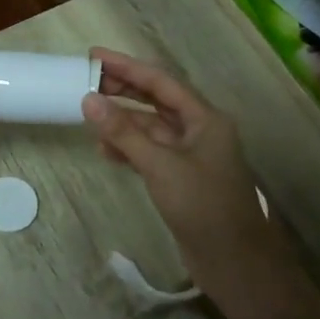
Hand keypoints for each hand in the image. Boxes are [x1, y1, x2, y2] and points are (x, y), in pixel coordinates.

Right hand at [81, 49, 274, 271]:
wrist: (234, 262)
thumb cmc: (203, 206)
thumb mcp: (160, 166)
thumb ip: (124, 132)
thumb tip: (89, 99)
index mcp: (205, 119)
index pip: (161, 82)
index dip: (127, 66)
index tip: (94, 56)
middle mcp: (200, 130)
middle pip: (156, 100)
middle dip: (123, 90)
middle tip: (85, 81)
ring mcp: (191, 155)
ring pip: (151, 127)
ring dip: (122, 121)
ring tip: (89, 114)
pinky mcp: (181, 178)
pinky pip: (150, 152)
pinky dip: (128, 148)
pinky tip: (105, 150)